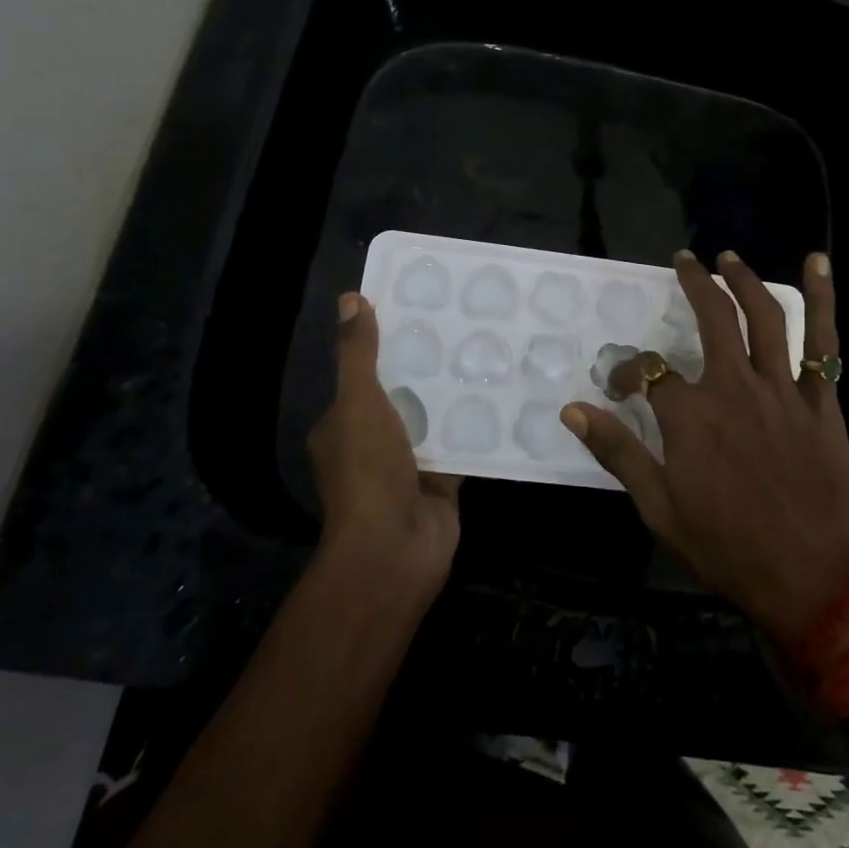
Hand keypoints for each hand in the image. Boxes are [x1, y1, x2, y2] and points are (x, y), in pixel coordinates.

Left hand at [308, 293, 460, 596]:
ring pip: (434, 419)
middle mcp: (373, 443)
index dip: (387, 345)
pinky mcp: (442, 480)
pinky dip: (477, 426)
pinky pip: (461, 445)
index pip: (364, 375)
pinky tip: (505, 397)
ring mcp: (408, 465)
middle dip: (429, 368)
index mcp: (343, 424)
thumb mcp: (358, 403)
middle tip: (465, 328)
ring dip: (455, 395)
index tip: (420, 312)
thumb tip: (351, 299)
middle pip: (403, 395)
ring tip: (490, 353)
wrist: (395, 548)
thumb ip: (359, 355)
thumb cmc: (368, 471)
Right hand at [560, 250, 848, 644]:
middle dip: (694, 283)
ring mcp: (782, 390)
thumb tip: (572, 409)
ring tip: (728, 258)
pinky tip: (817, 263)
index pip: (647, 371)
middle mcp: (734, 388)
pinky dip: (823, 299)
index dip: (628, 372)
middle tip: (685, 261)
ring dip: (744, 280)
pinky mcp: (820, 400)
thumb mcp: (660, 508)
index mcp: (691, 416)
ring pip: (764, 318)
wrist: (812, 579)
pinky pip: (824, 342)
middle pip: (711, 319)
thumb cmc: (729, 548)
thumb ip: (617, 452)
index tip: (620, 387)